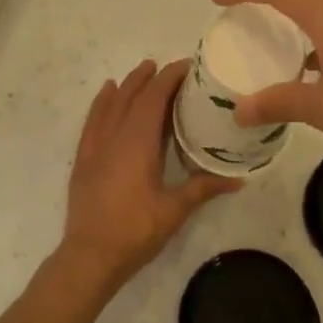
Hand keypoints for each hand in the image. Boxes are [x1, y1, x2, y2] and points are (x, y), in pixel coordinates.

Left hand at [59, 59, 239, 287]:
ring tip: (141, 71)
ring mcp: (95, 147)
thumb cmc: (135, 231)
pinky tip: (106, 95)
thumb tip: (239, 178)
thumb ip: (203, 188)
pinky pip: (92, 120)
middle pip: (132, 96)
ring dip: (127, 85)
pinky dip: (101, 103)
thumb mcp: (174, 210)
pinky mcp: (83, 159)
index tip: (187, 66)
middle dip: (149, 77)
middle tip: (168, 67)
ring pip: (110, 104)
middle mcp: (114, 136)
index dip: (169, 78)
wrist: (89, 256)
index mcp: (138, 142)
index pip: (154, 98)